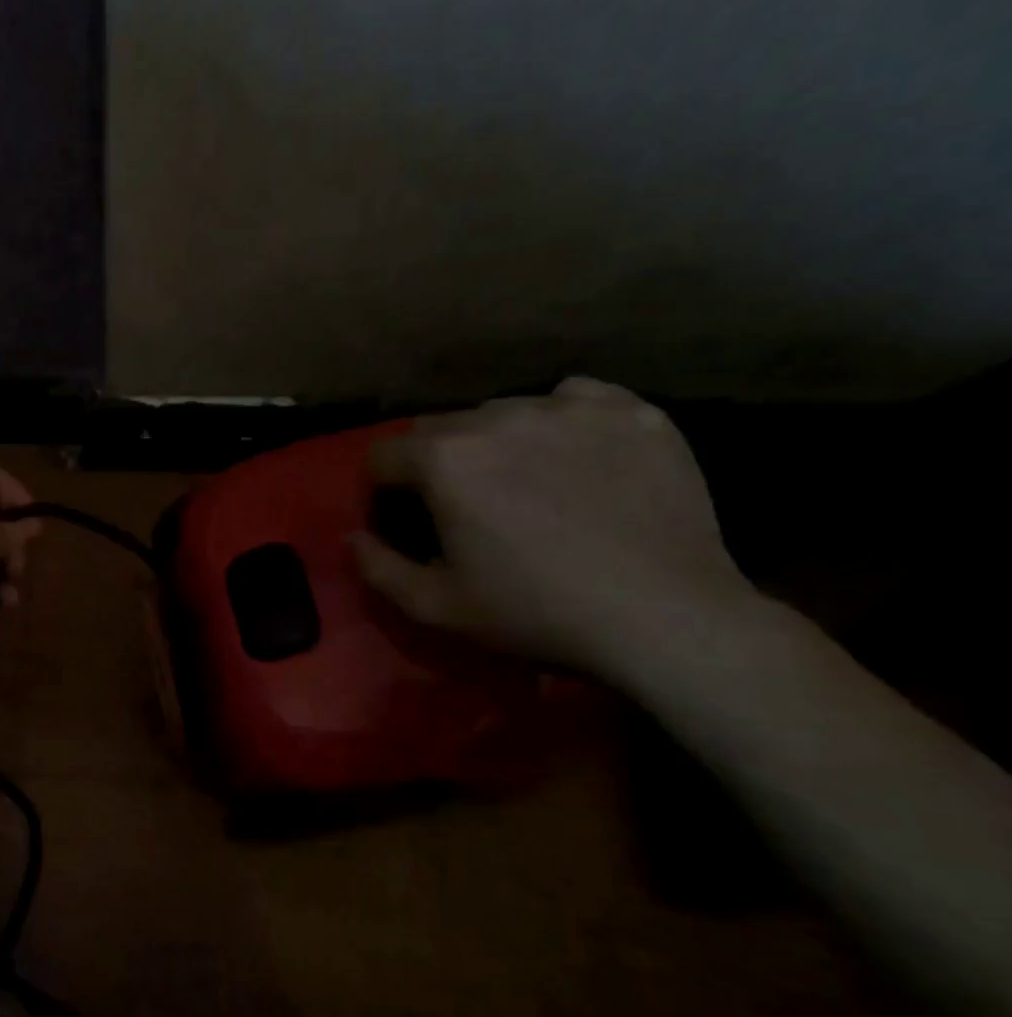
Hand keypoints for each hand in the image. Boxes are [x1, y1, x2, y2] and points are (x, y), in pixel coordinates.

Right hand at [347, 378, 758, 675]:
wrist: (666, 617)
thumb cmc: (536, 613)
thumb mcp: (435, 607)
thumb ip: (377, 568)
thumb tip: (351, 538)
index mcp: (446, 460)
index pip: (384, 455)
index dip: (381, 491)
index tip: (402, 522)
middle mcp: (501, 416)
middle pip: (440, 427)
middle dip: (435, 464)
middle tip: (462, 508)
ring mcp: (573, 408)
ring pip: (505, 411)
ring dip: (494, 442)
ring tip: (522, 484)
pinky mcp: (634, 412)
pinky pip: (575, 399)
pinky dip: (560, 423)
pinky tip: (574, 457)